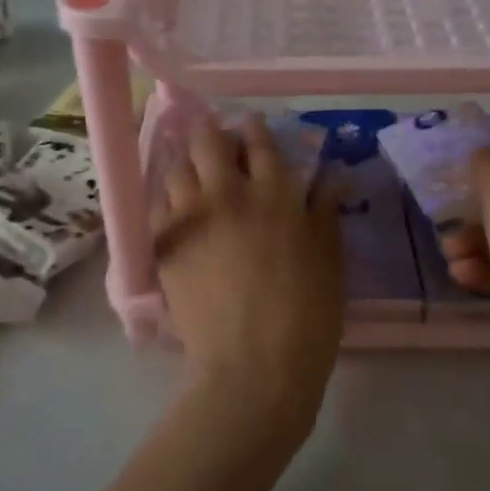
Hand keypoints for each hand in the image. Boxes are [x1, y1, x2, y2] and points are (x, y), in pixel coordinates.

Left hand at [153, 115, 345, 435]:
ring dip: (186, 162)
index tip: (250, 125)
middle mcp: (227, 195)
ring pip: (177, 169)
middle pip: (208, 143)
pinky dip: (167, 197)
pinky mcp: (164, 246)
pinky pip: (157, 205)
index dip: (253, 128)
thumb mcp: (329, 259)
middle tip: (216, 141)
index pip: (259, 143)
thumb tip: (332, 176)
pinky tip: (175, 205)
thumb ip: (325, 211)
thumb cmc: (306, 314)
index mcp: (274, 194)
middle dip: (210, 132)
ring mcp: (190, 219)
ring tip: (193, 169)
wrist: (253, 365)